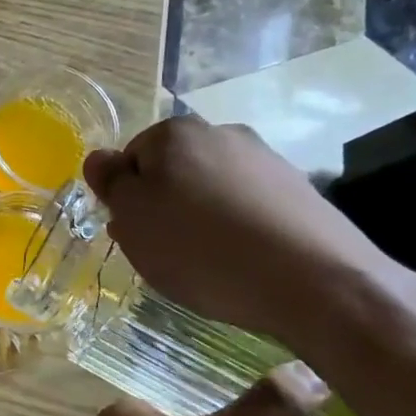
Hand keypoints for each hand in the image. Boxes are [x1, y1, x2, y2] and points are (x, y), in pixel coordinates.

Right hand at [82, 114, 396, 343]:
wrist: (316, 282)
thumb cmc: (202, 249)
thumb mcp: (134, 220)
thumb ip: (111, 184)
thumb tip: (99, 159)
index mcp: (176, 132)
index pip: (130, 158)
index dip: (126, 198)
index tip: (135, 234)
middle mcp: (223, 133)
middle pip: (173, 171)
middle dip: (164, 207)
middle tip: (165, 252)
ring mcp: (267, 160)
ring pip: (212, 189)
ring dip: (200, 219)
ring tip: (207, 264)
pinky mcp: (300, 192)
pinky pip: (249, 208)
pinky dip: (238, 230)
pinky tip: (244, 263)